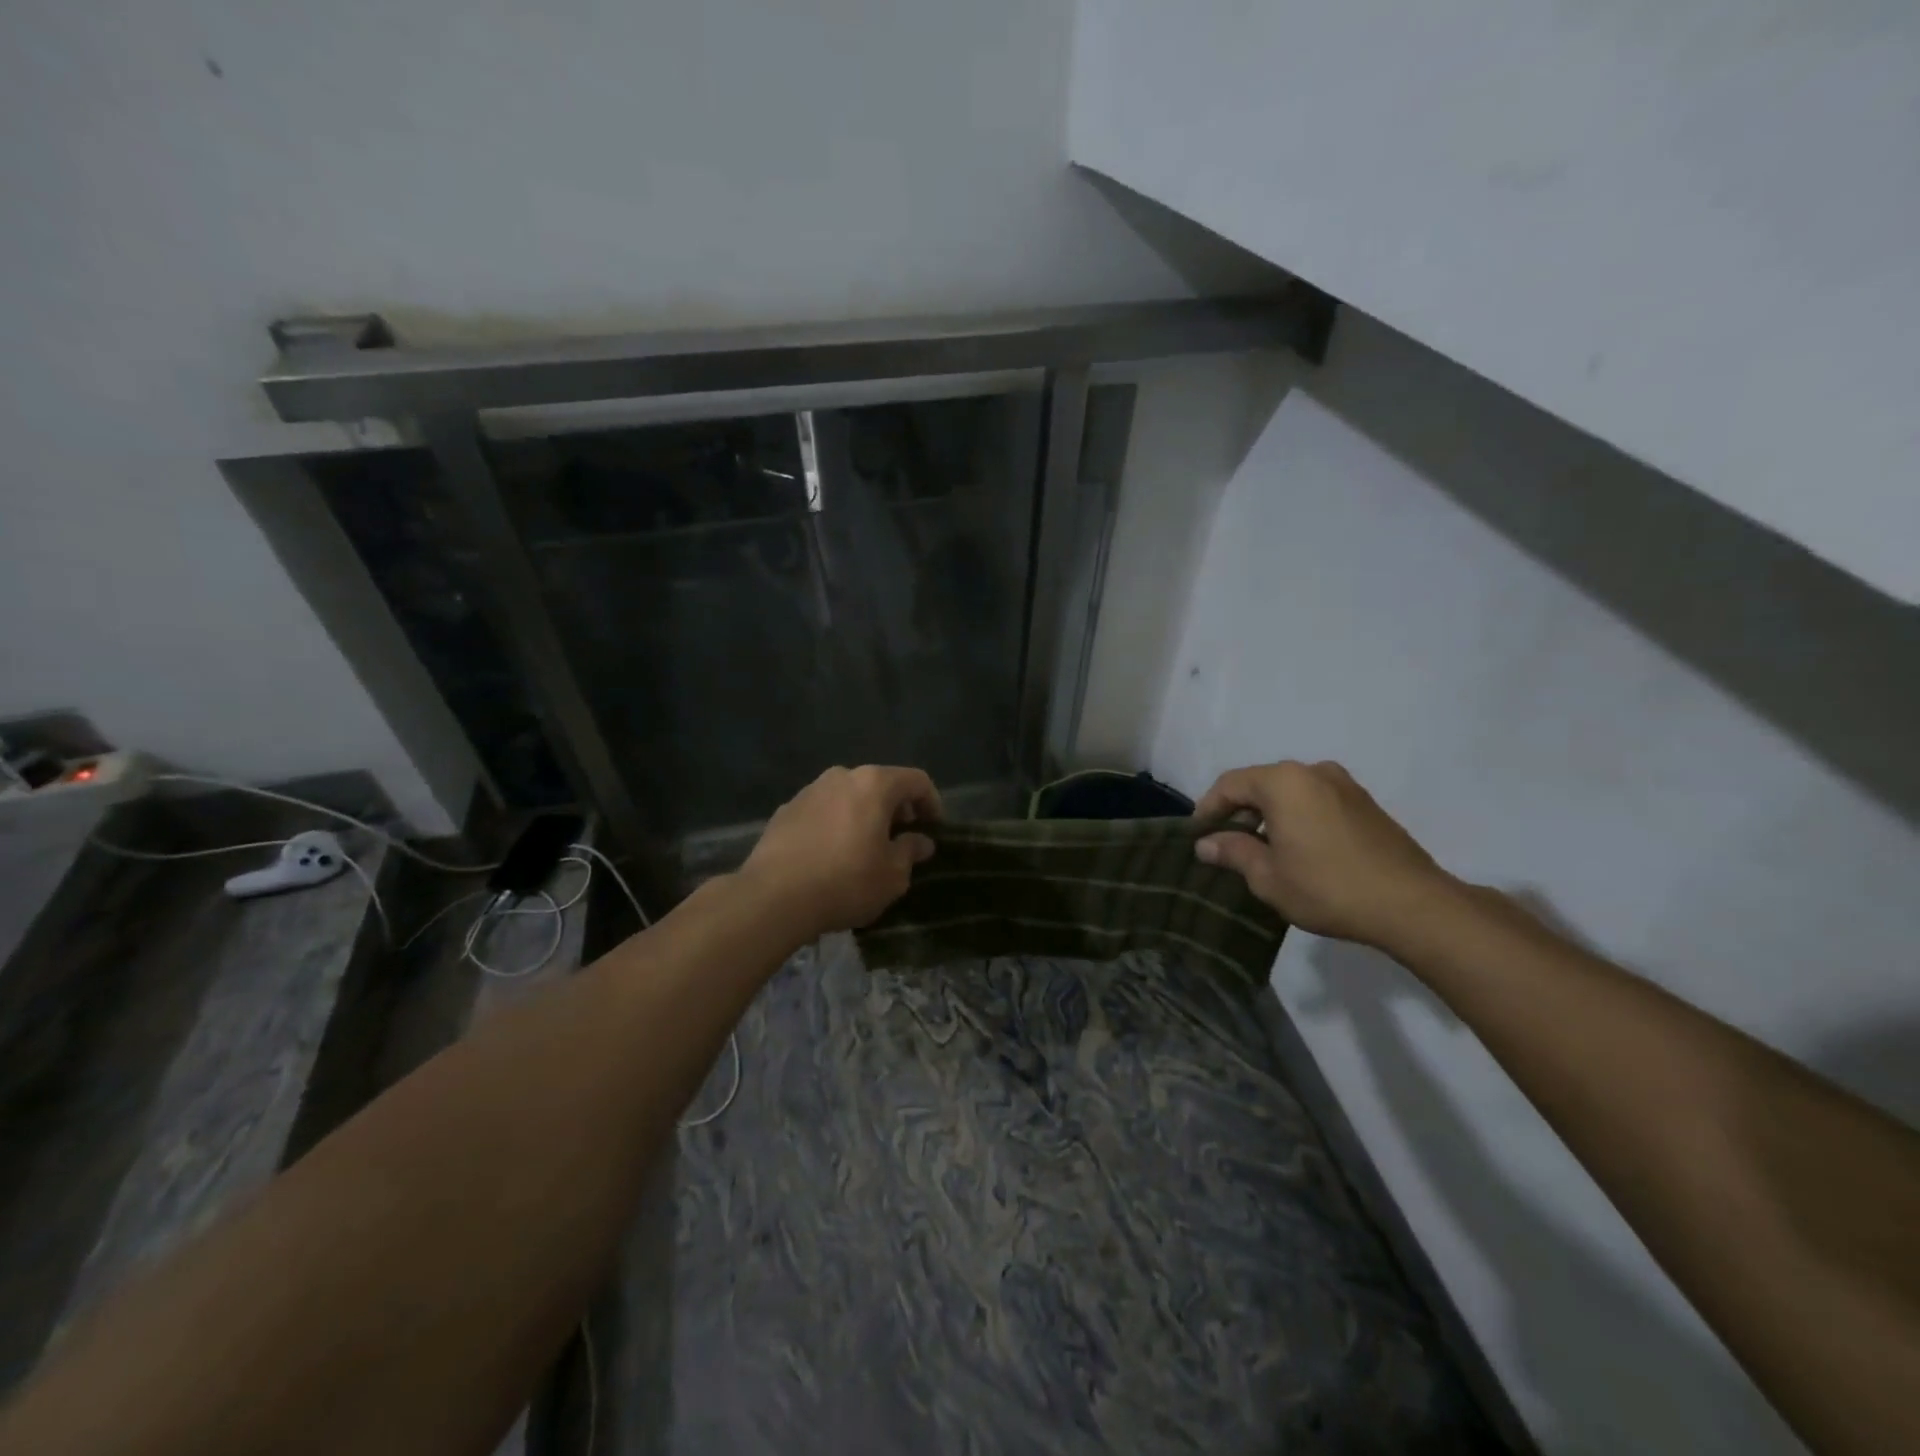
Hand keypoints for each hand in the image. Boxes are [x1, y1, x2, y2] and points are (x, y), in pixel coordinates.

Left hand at [739, 765, 940, 938]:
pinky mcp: (785, 811)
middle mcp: (841, 776)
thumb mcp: (892, 876)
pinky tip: (832, 855)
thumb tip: (920, 841)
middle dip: (896, 809)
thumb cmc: (846, 882)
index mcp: (874, 784)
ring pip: (848, 796)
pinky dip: (835, 824)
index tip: (934, 829)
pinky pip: (822, 811)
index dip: (932, 802)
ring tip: (865, 848)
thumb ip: (910, 852)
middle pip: (880, 784)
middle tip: (902, 838)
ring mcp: (809, 791)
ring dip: (864, 815)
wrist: (773, 897)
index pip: (916, 781)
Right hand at [1193, 760, 1456, 948]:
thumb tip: (1205, 844)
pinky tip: (1297, 849)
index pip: (1230, 784)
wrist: (1412, 905)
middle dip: (1238, 811)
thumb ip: (1233, 852)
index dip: (1208, 808)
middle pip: (1261, 783)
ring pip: (1290, 792)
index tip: (1197, 835)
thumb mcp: (1268, 876)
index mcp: (1283, 781)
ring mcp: (1344, 785)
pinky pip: (1315, 801)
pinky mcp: (1365, 803)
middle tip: (1225, 844)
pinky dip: (1296, 817)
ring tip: (1260, 849)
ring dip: (1269, 815)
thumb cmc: (1327, 887)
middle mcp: (1313, 771)